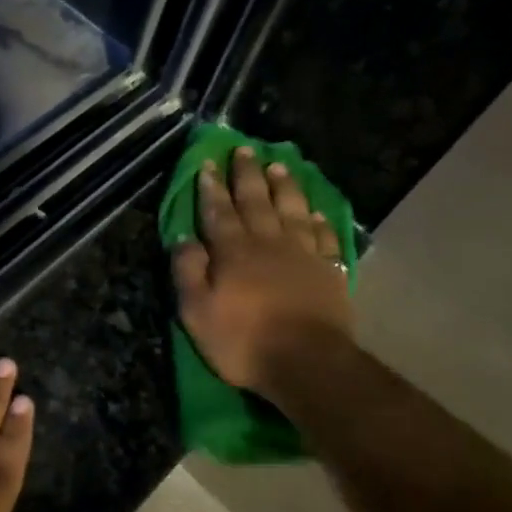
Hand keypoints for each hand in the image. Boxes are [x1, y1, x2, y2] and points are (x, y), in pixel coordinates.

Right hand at [171, 145, 353, 394]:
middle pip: (256, 201)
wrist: (306, 362)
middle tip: (244, 150)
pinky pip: (323, 237)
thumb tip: (182, 238)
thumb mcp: (197, 312)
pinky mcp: (329, 271)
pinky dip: (319, 220)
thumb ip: (188, 272)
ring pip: (292, 210)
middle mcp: (268, 243)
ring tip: (279, 165)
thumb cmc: (243, 341)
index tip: (207, 163)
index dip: (211, 187)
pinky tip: (316, 212)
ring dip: (284, 186)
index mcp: (233, 251)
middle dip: (247, 175)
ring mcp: (303, 254)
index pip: (218, 211)